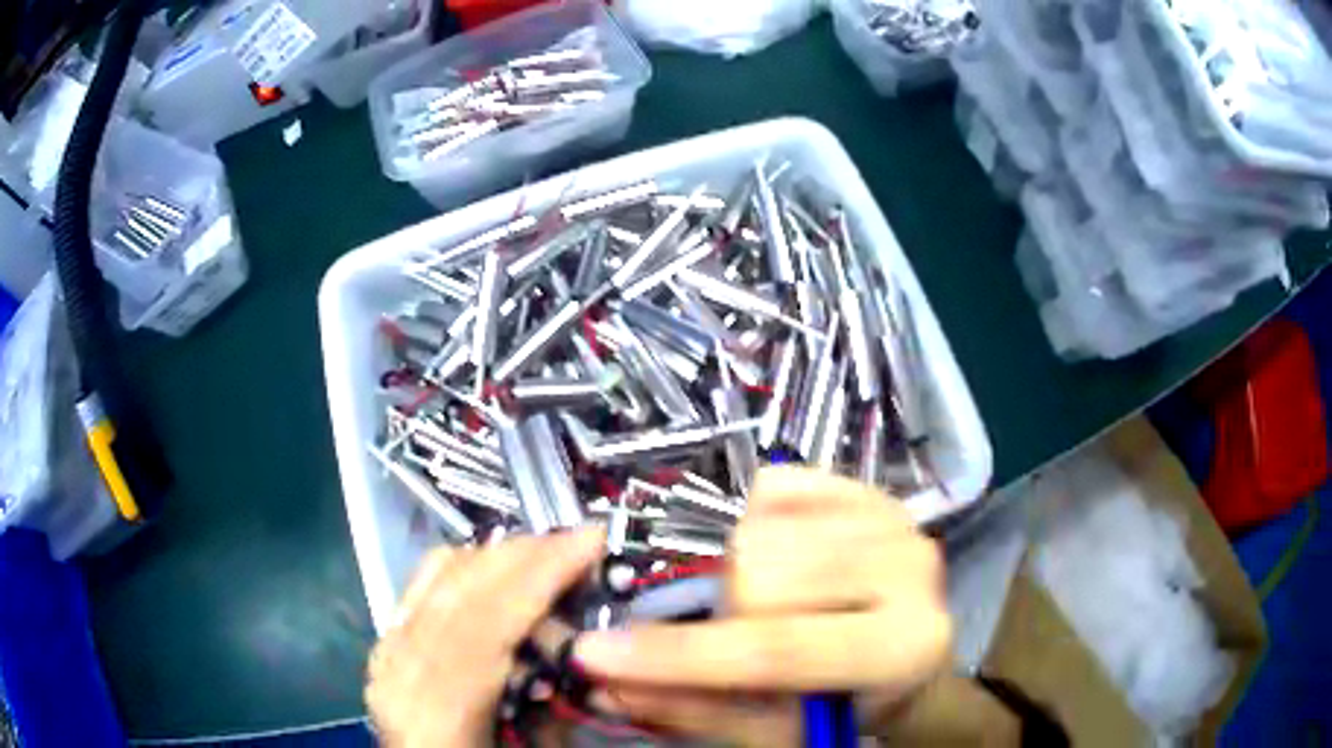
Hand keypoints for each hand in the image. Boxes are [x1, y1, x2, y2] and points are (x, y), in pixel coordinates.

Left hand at [366, 528, 604, 747]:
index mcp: (437, 712)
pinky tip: (497, 564)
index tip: (588, 541)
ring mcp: (386, 651)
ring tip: (547, 550)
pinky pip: (423, 583)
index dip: (538, 577)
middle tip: (578, 539)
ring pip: (438, 577)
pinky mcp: (386, 641)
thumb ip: (556, 703)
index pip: (485, 626)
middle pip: (459, 589)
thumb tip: (578, 645)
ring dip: (499, 555)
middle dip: (525, 555)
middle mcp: (400, 672)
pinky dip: (465, 565)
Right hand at [575, 466, 952, 746]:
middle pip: (759, 572)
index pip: (776, 650)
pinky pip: (775, 486)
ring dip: (741, 573)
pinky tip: (787, 558)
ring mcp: (895, 518)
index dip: (678, 656)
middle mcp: (912, 570)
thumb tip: (604, 684)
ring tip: (772, 604)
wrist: (910, 651)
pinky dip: (758, 525)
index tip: (592, 652)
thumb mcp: (777, 728)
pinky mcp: (871, 487)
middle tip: (745, 636)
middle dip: (726, 611)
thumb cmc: (849, 700)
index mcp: (901, 648)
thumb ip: (696, 709)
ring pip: (760, 527)